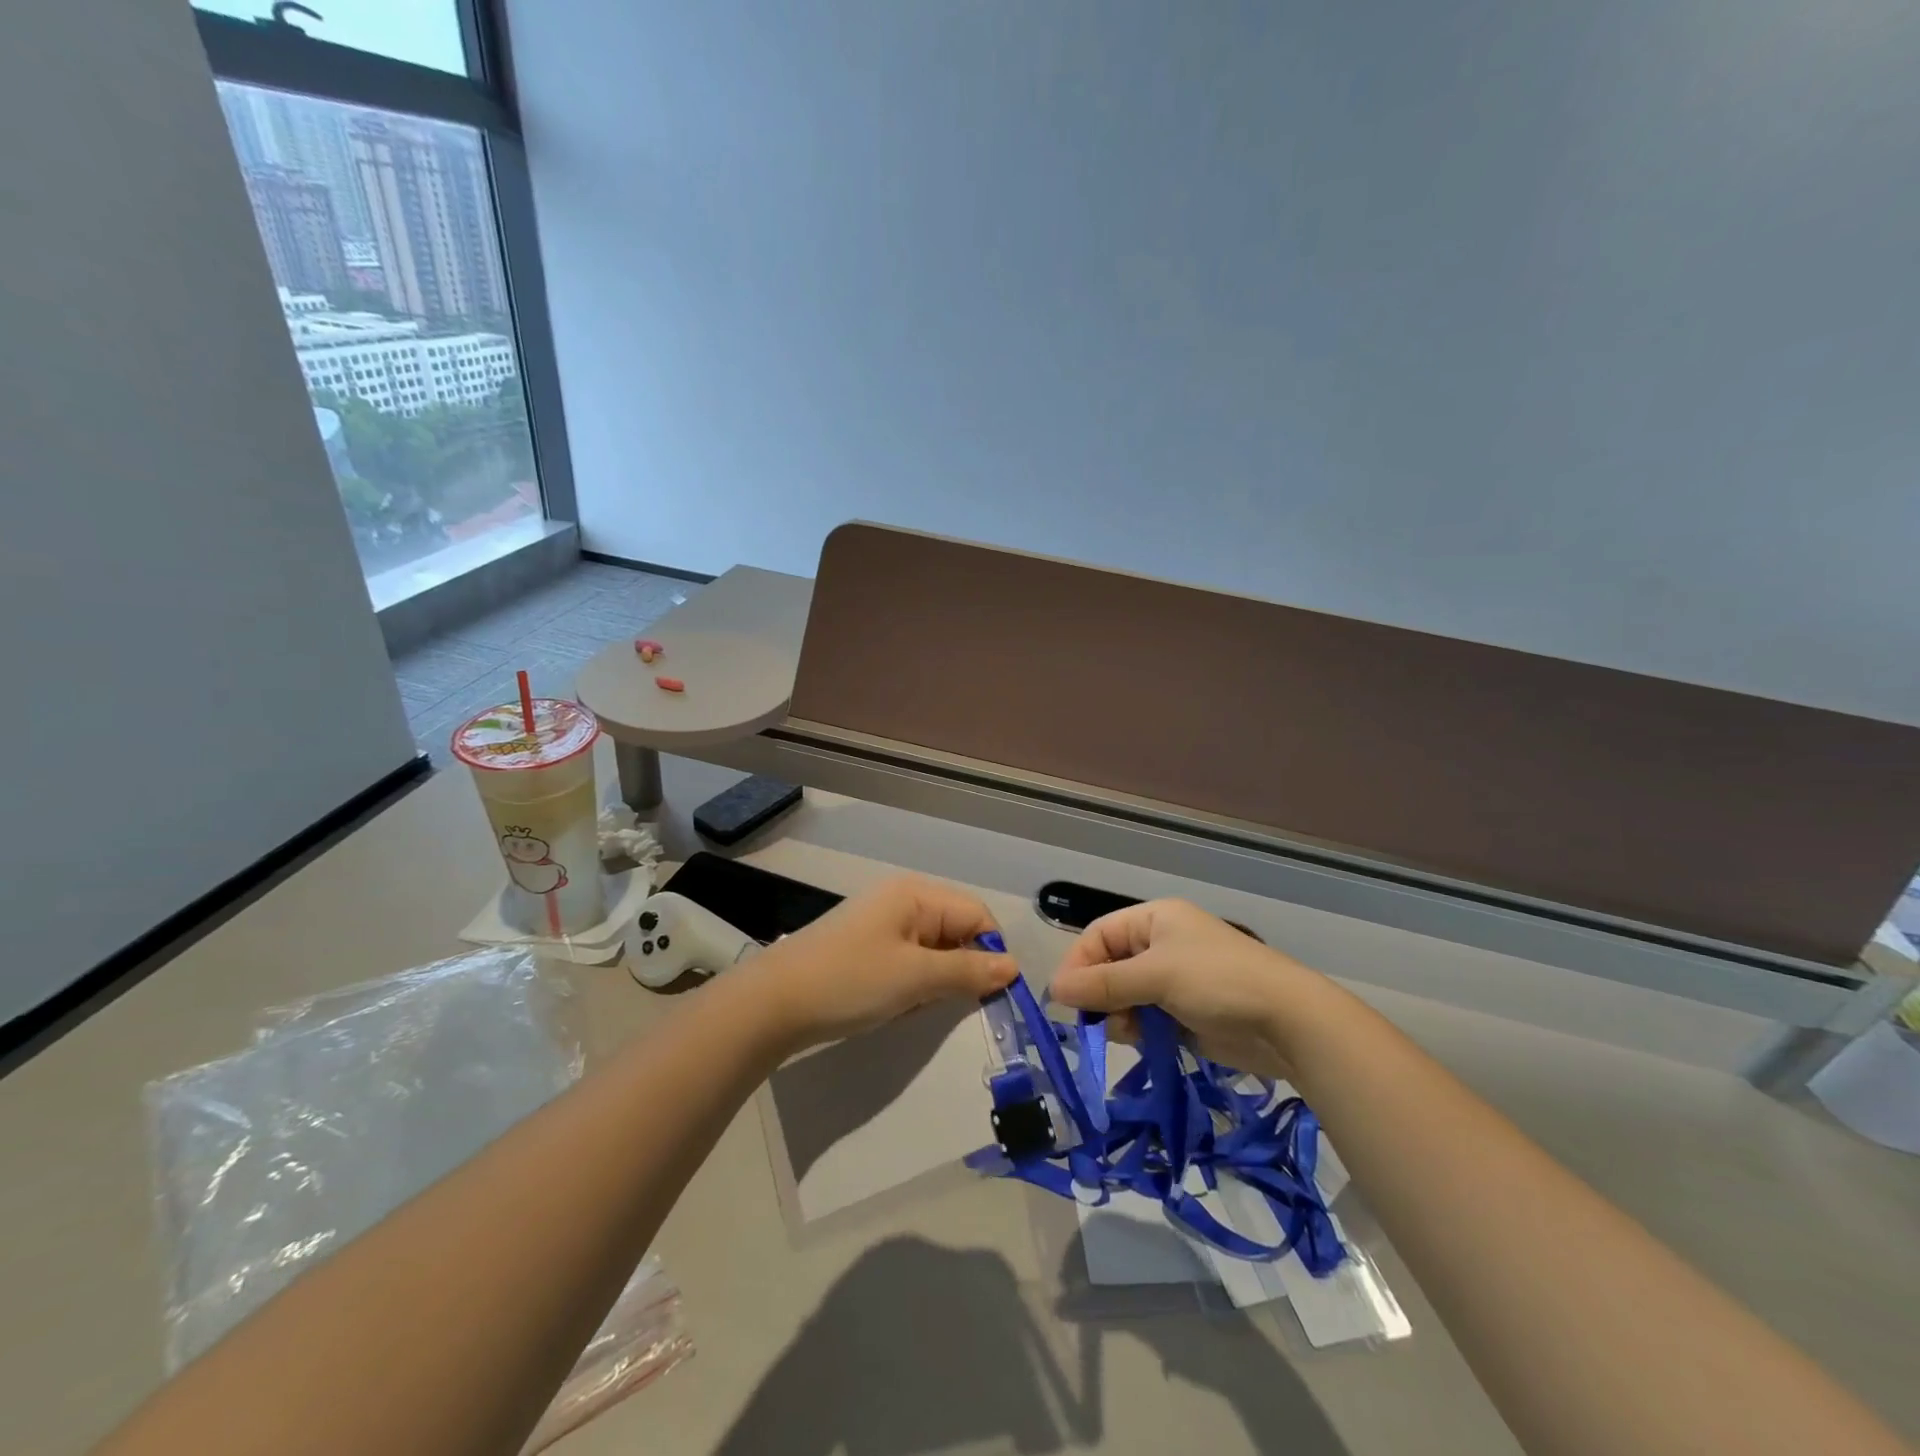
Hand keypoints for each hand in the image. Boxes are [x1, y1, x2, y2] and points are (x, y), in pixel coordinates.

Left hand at [747, 875, 1016, 1051]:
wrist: (773, 1004)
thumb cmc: (850, 981)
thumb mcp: (915, 977)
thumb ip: (968, 971)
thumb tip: (1013, 968)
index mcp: (916, 895)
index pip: (976, 915)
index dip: (990, 952)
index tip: (991, 995)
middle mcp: (902, 902)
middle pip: (956, 931)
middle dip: (959, 970)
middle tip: (946, 1004)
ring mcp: (882, 925)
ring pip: (934, 953)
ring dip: (934, 982)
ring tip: (913, 1006)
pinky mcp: (867, 949)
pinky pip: (909, 964)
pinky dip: (912, 987)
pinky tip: (894, 1007)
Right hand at [1048, 899, 1336, 1077]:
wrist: (1288, 1022)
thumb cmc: (1218, 982)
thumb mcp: (1156, 976)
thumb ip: (1103, 984)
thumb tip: (1054, 990)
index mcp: (1154, 920)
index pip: (1099, 935)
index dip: (1079, 964)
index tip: (1064, 999)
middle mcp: (1161, 945)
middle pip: (1109, 967)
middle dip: (1099, 994)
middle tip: (1096, 1022)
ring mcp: (1174, 980)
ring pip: (1125, 997)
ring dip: (1119, 1016)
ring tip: (1129, 1033)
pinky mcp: (1185, 1013)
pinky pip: (1146, 1019)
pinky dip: (1139, 1031)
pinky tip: (1146, 1042)